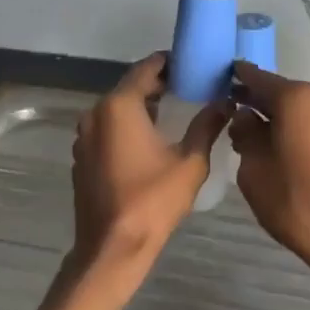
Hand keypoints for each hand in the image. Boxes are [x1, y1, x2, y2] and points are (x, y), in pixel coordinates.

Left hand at [67, 54, 227, 300]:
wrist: (112, 247)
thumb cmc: (153, 201)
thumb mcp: (190, 161)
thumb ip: (207, 125)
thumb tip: (226, 102)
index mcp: (119, 106)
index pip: (146, 68)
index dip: (170, 62)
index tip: (193, 63)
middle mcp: (95, 113)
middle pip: (130, 86)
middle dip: (159, 84)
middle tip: (191, 85)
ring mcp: (84, 136)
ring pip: (117, 108)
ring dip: (142, 105)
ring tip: (175, 108)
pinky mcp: (82, 156)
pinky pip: (107, 128)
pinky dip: (127, 125)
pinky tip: (149, 138)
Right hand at [229, 62, 309, 296]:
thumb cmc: (294, 200)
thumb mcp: (253, 168)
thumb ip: (245, 134)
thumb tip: (245, 116)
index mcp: (296, 98)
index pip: (258, 78)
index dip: (238, 78)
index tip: (221, 78)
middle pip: (280, 92)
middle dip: (256, 100)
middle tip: (230, 109)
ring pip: (297, 109)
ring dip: (275, 117)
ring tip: (250, 133)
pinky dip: (293, 128)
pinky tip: (275, 145)